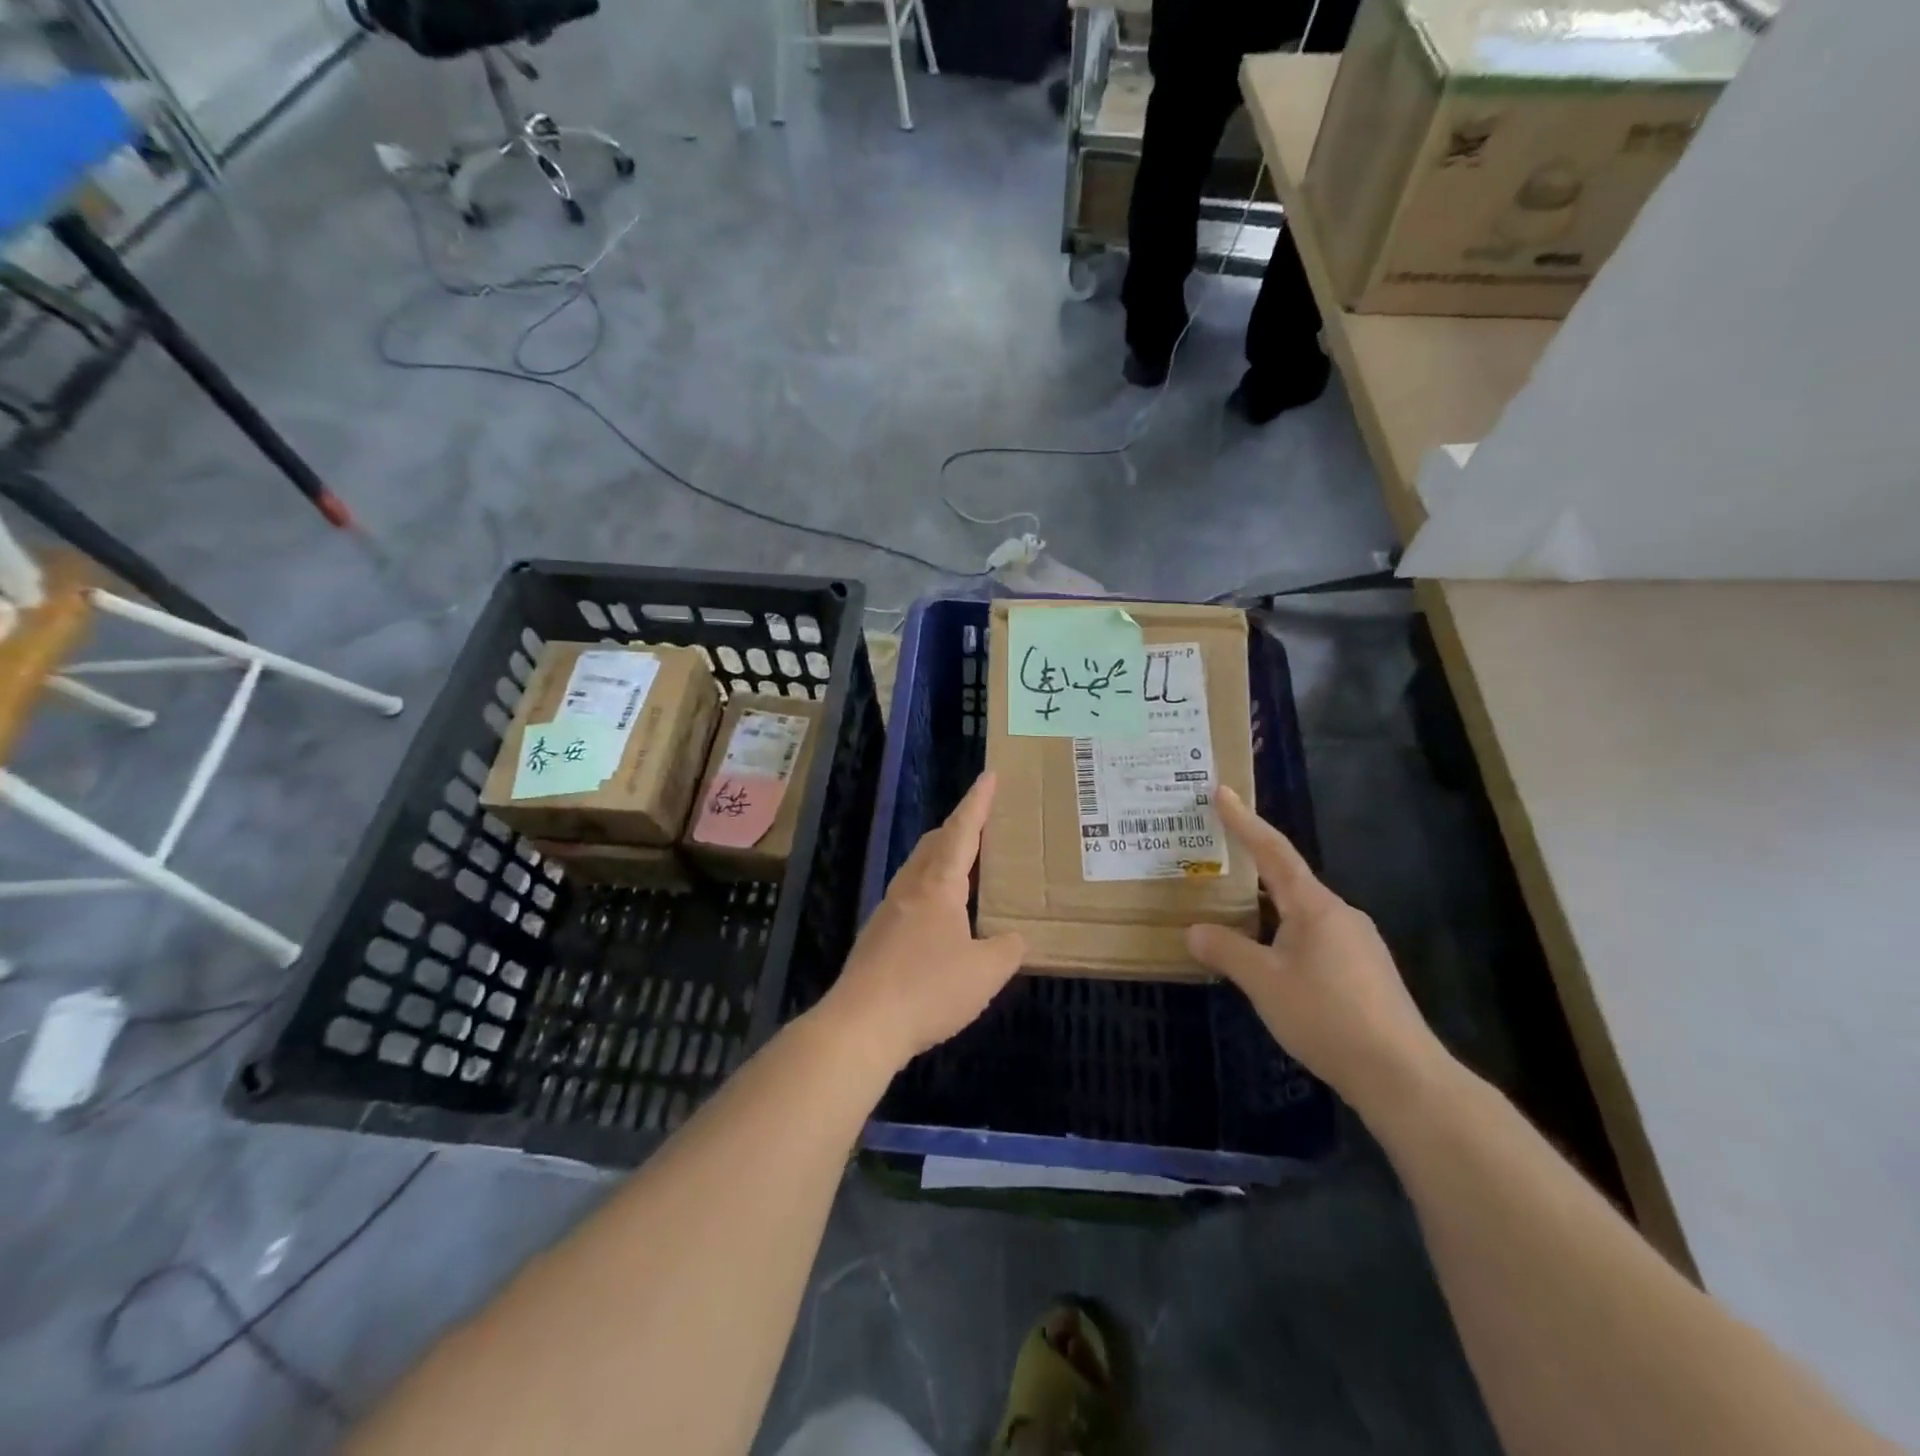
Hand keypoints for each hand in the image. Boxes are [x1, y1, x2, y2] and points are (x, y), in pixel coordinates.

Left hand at [818, 773, 1025, 1069]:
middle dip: (958, 827)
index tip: (989, 775)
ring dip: (941, 859)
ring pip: (918, 870)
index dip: (977, 803)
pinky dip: (930, 890)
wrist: (861, 1024)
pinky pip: (909, 897)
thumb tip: (1014, 938)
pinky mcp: (877, 938)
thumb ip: (1007, 949)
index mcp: (938, 885)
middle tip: (982, 823)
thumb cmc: (928, 989)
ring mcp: (888, 912)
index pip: (962, 831)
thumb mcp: (985, 972)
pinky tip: (940, 918)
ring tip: (965, 869)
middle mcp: (910, 889)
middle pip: (933, 844)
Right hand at [1186, 786, 1443, 1109]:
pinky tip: (1273, 962)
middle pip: (1289, 880)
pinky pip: (1315, 938)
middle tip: (1217, 859)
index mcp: (1314, 906)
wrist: (1402, 1075)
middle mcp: (1340, 915)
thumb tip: (1193, 931)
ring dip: (1268, 908)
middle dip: (1253, 868)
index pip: (1274, 851)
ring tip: (1234, 917)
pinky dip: (1285, 935)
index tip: (1223, 792)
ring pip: (1302, 913)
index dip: (1245, 822)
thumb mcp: (1264, 983)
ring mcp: (1358, 944)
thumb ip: (1226, 951)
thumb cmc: (1327, 1016)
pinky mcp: (1366, 972)